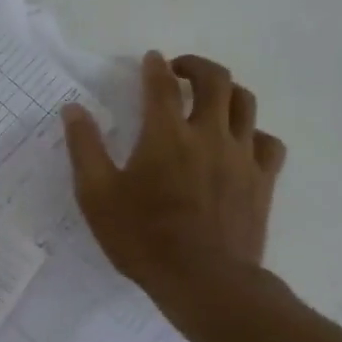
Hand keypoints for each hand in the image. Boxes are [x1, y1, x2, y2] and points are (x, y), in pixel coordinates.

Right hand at [63, 51, 285, 294]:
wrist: (204, 281)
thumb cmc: (143, 239)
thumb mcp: (97, 196)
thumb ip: (84, 149)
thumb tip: (73, 109)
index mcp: (165, 135)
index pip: (162, 85)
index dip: (155, 67)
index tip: (151, 60)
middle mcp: (208, 134)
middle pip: (215, 80)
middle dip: (197, 66)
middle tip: (181, 70)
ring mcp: (241, 156)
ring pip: (246, 104)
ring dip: (228, 91)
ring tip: (213, 98)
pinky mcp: (262, 181)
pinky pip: (269, 142)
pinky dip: (254, 133)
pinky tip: (242, 142)